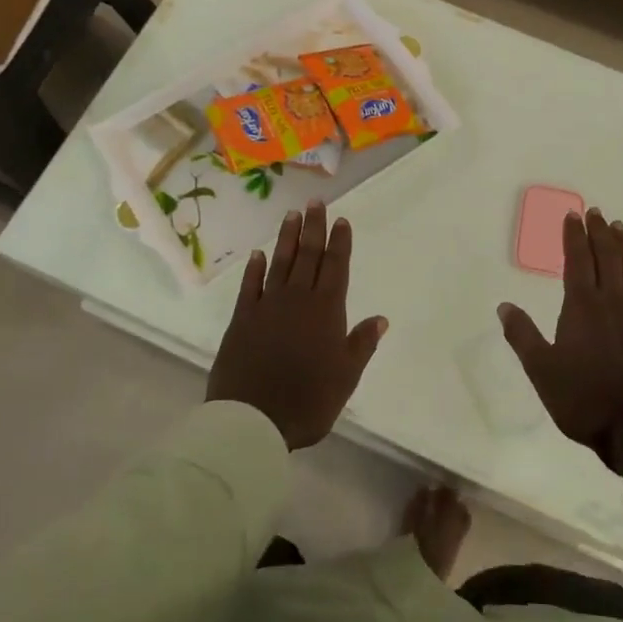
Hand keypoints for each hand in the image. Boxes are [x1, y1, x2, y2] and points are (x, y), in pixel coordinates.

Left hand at [207, 202, 387, 449]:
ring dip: (287, 238)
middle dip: (314, 228)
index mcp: (326, 311)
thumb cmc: (308, 400)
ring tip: (291, 215)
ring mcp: (267, 306)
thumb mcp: (346, 377)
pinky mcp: (242, 318)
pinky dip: (255, 268)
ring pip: (280, 263)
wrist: (253, 419)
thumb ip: (361, 344)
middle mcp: (298, 299)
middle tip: (316, 202)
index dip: (340, 242)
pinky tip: (259, 255)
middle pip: (308, 256)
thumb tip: (380, 318)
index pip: (335, 267)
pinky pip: (250, 286)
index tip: (341, 220)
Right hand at [498, 208, 622, 473]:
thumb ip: (522, 335)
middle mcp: (613, 301)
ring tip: (618, 228)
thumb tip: (504, 306)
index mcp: (582, 305)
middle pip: (607, 257)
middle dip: (599, 232)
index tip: (573, 215)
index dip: (574, 236)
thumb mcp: (541, 369)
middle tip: (596, 213)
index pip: (578, 259)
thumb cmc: (583, 398)